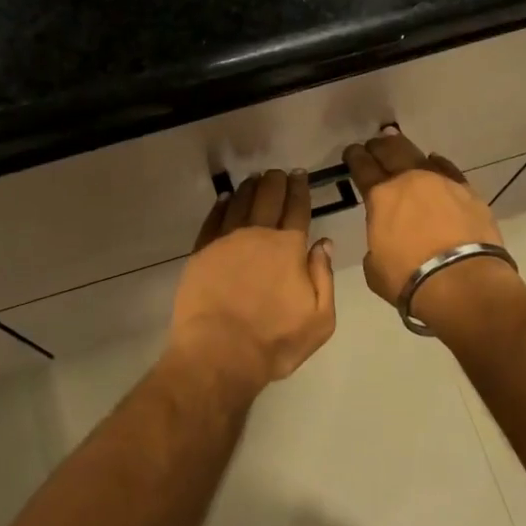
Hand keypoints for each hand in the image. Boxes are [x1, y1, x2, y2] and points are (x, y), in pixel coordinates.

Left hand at [167, 169, 336, 396]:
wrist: (219, 353)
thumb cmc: (274, 341)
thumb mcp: (319, 319)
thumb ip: (324, 277)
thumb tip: (323, 243)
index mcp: (288, 248)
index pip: (297, 209)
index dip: (300, 189)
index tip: (300, 175)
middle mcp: (257, 235)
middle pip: (268, 198)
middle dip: (275, 182)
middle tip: (278, 172)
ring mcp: (226, 241)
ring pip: (240, 203)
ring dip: (249, 188)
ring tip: (254, 178)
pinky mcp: (202, 252)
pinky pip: (213, 219)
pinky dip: (221, 206)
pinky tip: (225, 199)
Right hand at [343, 128, 520, 334]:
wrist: (463, 282)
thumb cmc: (410, 279)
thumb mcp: (374, 268)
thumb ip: (376, 246)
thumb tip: (385, 240)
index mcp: (380, 197)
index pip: (362, 167)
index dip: (355, 157)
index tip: (352, 152)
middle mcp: (409, 181)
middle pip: (390, 151)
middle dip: (378, 145)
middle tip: (374, 143)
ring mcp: (441, 182)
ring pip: (419, 155)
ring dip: (404, 148)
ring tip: (398, 142)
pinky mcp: (468, 191)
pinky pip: (448, 169)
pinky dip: (437, 164)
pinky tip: (434, 160)